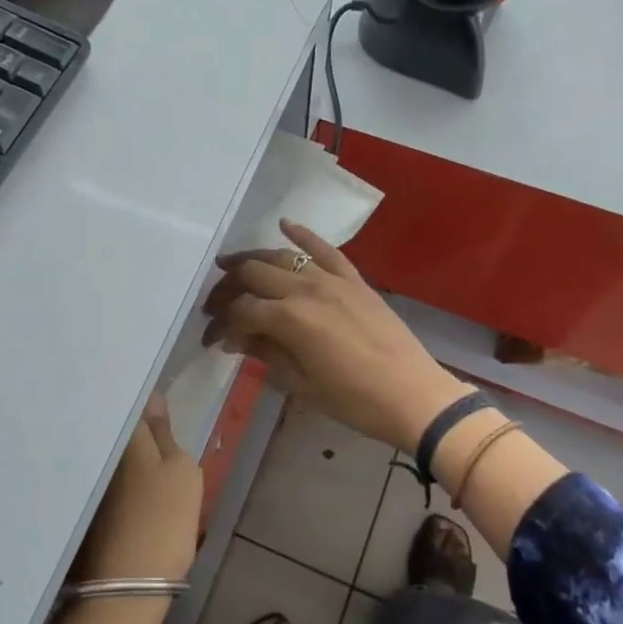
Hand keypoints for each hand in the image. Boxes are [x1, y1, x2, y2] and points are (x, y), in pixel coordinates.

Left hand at [73, 394, 202, 584]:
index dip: (142, 399)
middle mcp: (95, 450)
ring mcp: (84, 479)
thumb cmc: (165, 519)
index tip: (154, 400)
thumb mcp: (183, 471)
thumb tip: (152, 398)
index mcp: (123, 436)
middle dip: (127, 421)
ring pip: (104, 451)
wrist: (127, 585)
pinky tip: (123, 482)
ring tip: (138, 450)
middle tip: (150, 423)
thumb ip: (165, 432)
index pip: (129, 401)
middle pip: (112, 426)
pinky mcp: (80, 506)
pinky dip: (109, 472)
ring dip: (118, 447)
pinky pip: (97, 474)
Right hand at [201, 220, 473, 453]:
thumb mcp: (301, 383)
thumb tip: (232, 338)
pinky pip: (325, 249)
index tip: (209, 339)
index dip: (219, 324)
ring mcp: (332, 280)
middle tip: (215, 305)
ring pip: (282, 257)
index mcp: (289, 319)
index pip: (241, 311)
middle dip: (227, 288)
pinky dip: (303, 235)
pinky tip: (285, 224)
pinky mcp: (355, 279)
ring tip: (230, 266)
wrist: (412, 395)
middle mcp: (305, 289)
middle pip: (254, 274)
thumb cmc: (353, 400)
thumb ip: (265, 353)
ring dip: (252, 259)